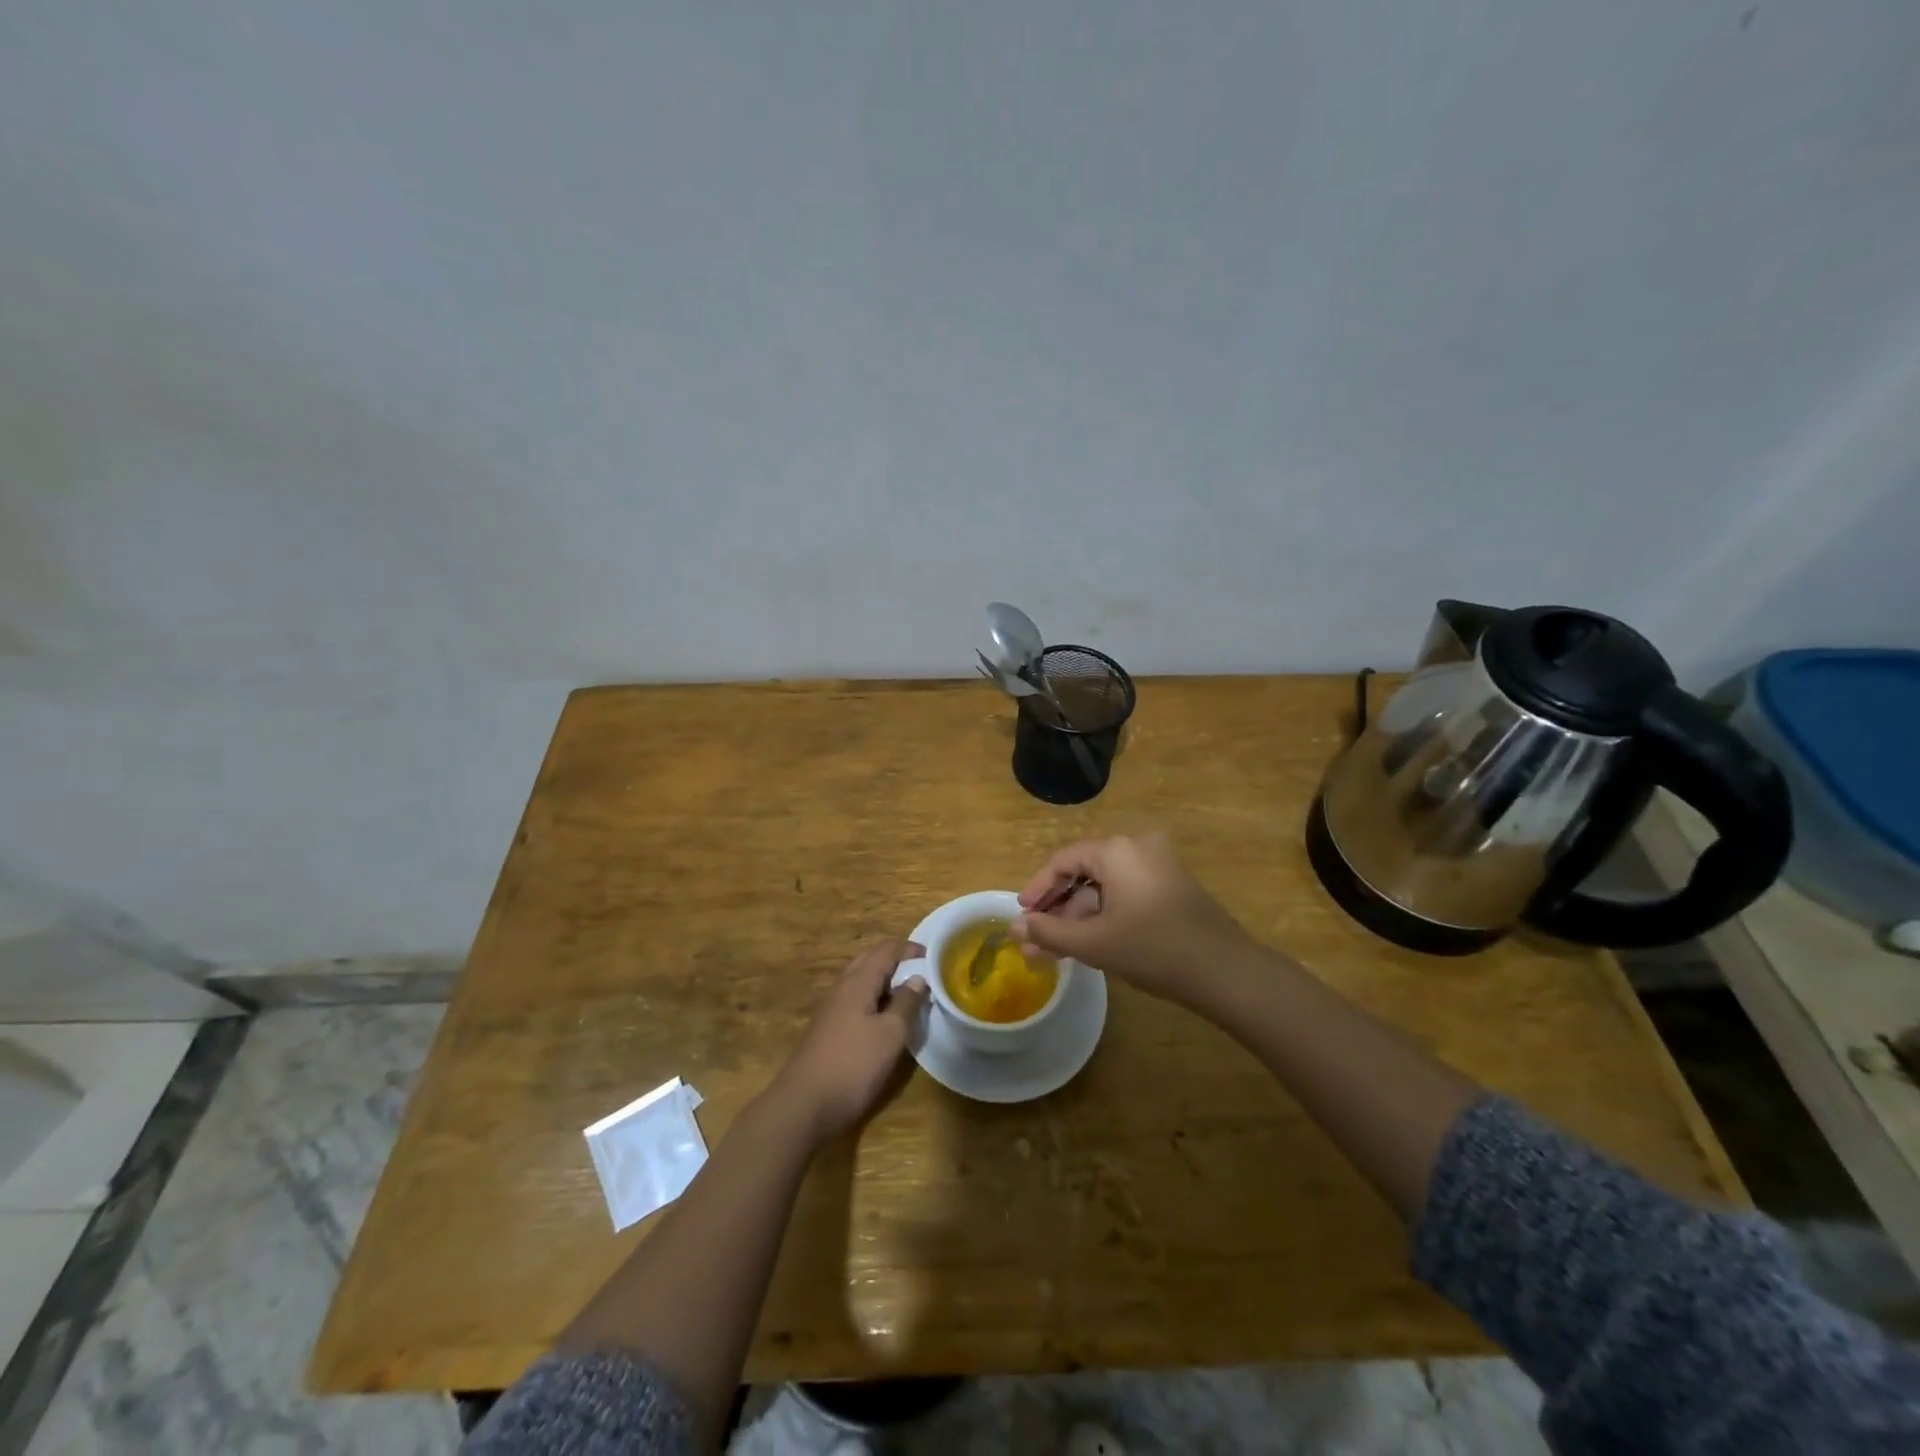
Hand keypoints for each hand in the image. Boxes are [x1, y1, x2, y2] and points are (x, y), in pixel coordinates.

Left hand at [772, 940, 928, 1143]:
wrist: (804, 1105)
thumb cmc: (853, 1065)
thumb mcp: (890, 1034)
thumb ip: (906, 1003)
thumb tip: (918, 978)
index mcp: (857, 982)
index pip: (885, 950)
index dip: (909, 949)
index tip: (933, 957)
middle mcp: (841, 988)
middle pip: (870, 961)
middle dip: (896, 961)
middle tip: (921, 973)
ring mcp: (831, 1009)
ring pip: (860, 982)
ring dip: (884, 982)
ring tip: (908, 996)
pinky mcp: (827, 1029)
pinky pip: (854, 1001)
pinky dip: (873, 1000)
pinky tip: (885, 1020)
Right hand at [1012, 833, 1258, 1005]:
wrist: (1226, 972)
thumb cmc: (1153, 949)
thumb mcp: (1094, 943)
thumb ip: (1049, 933)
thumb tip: (1015, 927)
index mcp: (1117, 849)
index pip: (1063, 861)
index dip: (1038, 889)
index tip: (1021, 914)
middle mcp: (1138, 848)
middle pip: (1084, 873)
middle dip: (1057, 910)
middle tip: (1034, 938)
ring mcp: (1159, 867)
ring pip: (1105, 888)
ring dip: (1078, 918)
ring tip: (1053, 951)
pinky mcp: (1172, 888)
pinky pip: (1126, 895)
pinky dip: (1104, 917)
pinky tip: (1086, 945)